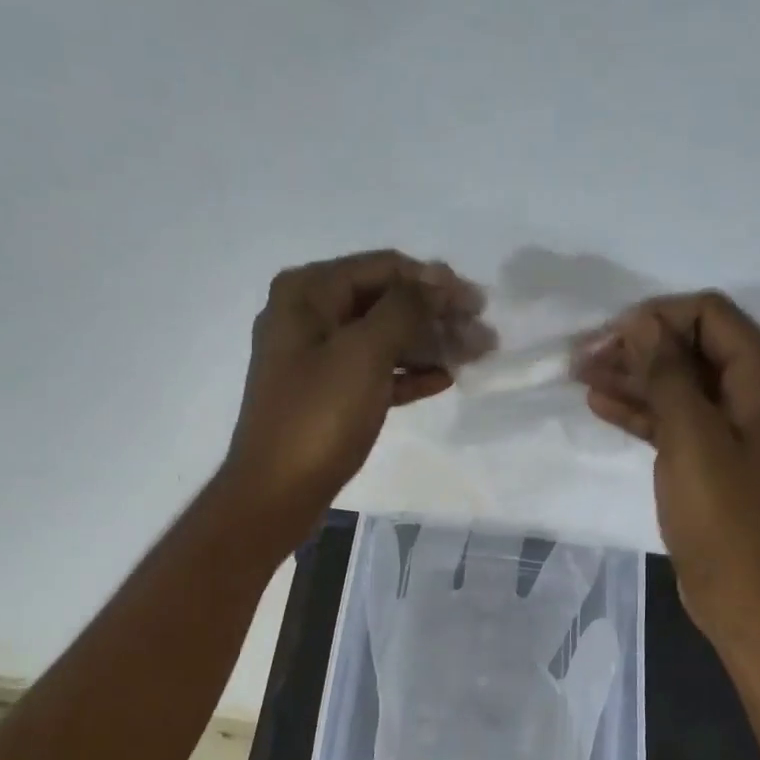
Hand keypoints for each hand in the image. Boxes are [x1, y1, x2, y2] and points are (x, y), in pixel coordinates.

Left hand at [221, 249, 489, 538]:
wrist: (276, 492)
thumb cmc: (318, 416)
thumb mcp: (364, 353)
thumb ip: (405, 308)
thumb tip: (436, 280)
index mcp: (307, 292)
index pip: (383, 267)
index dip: (434, 281)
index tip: (477, 303)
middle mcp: (308, 315)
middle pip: (385, 302)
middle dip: (436, 316)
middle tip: (483, 335)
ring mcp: (317, 358)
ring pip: (383, 339)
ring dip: (429, 345)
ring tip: (475, 357)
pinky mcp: (327, 395)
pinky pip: (375, 372)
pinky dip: (408, 374)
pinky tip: (444, 380)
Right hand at [577, 291, 759, 637]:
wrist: (735, 587)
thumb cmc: (719, 512)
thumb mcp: (690, 435)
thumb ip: (667, 372)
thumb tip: (641, 322)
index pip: (712, 316)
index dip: (658, 317)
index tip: (609, 335)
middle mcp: (759, 391)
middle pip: (694, 346)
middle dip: (639, 347)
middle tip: (584, 356)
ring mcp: (736, 424)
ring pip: (680, 382)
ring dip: (633, 377)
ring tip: (580, 376)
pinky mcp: (714, 452)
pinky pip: (677, 416)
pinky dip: (642, 408)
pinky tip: (599, 403)